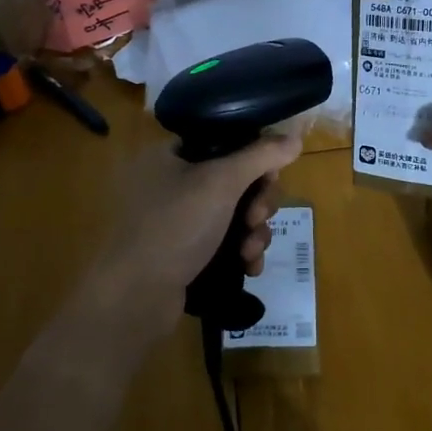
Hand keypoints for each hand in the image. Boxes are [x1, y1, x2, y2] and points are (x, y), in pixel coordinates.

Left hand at [80, 134, 303, 343]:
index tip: (269, 178)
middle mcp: (171, 182)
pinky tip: (249, 268)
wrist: (135, 296)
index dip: (254, 158)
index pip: (225, 142)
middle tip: (256, 218)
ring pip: (235, 215)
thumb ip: (261, 156)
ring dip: (253, 232)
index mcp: (170, 155)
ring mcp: (177, 220)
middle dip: (257, 203)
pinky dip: (241, 252)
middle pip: (236, 180)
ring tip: (250, 252)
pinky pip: (224, 243)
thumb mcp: (221, 182)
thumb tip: (296, 134)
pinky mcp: (184, 253)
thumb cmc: (175, 226)